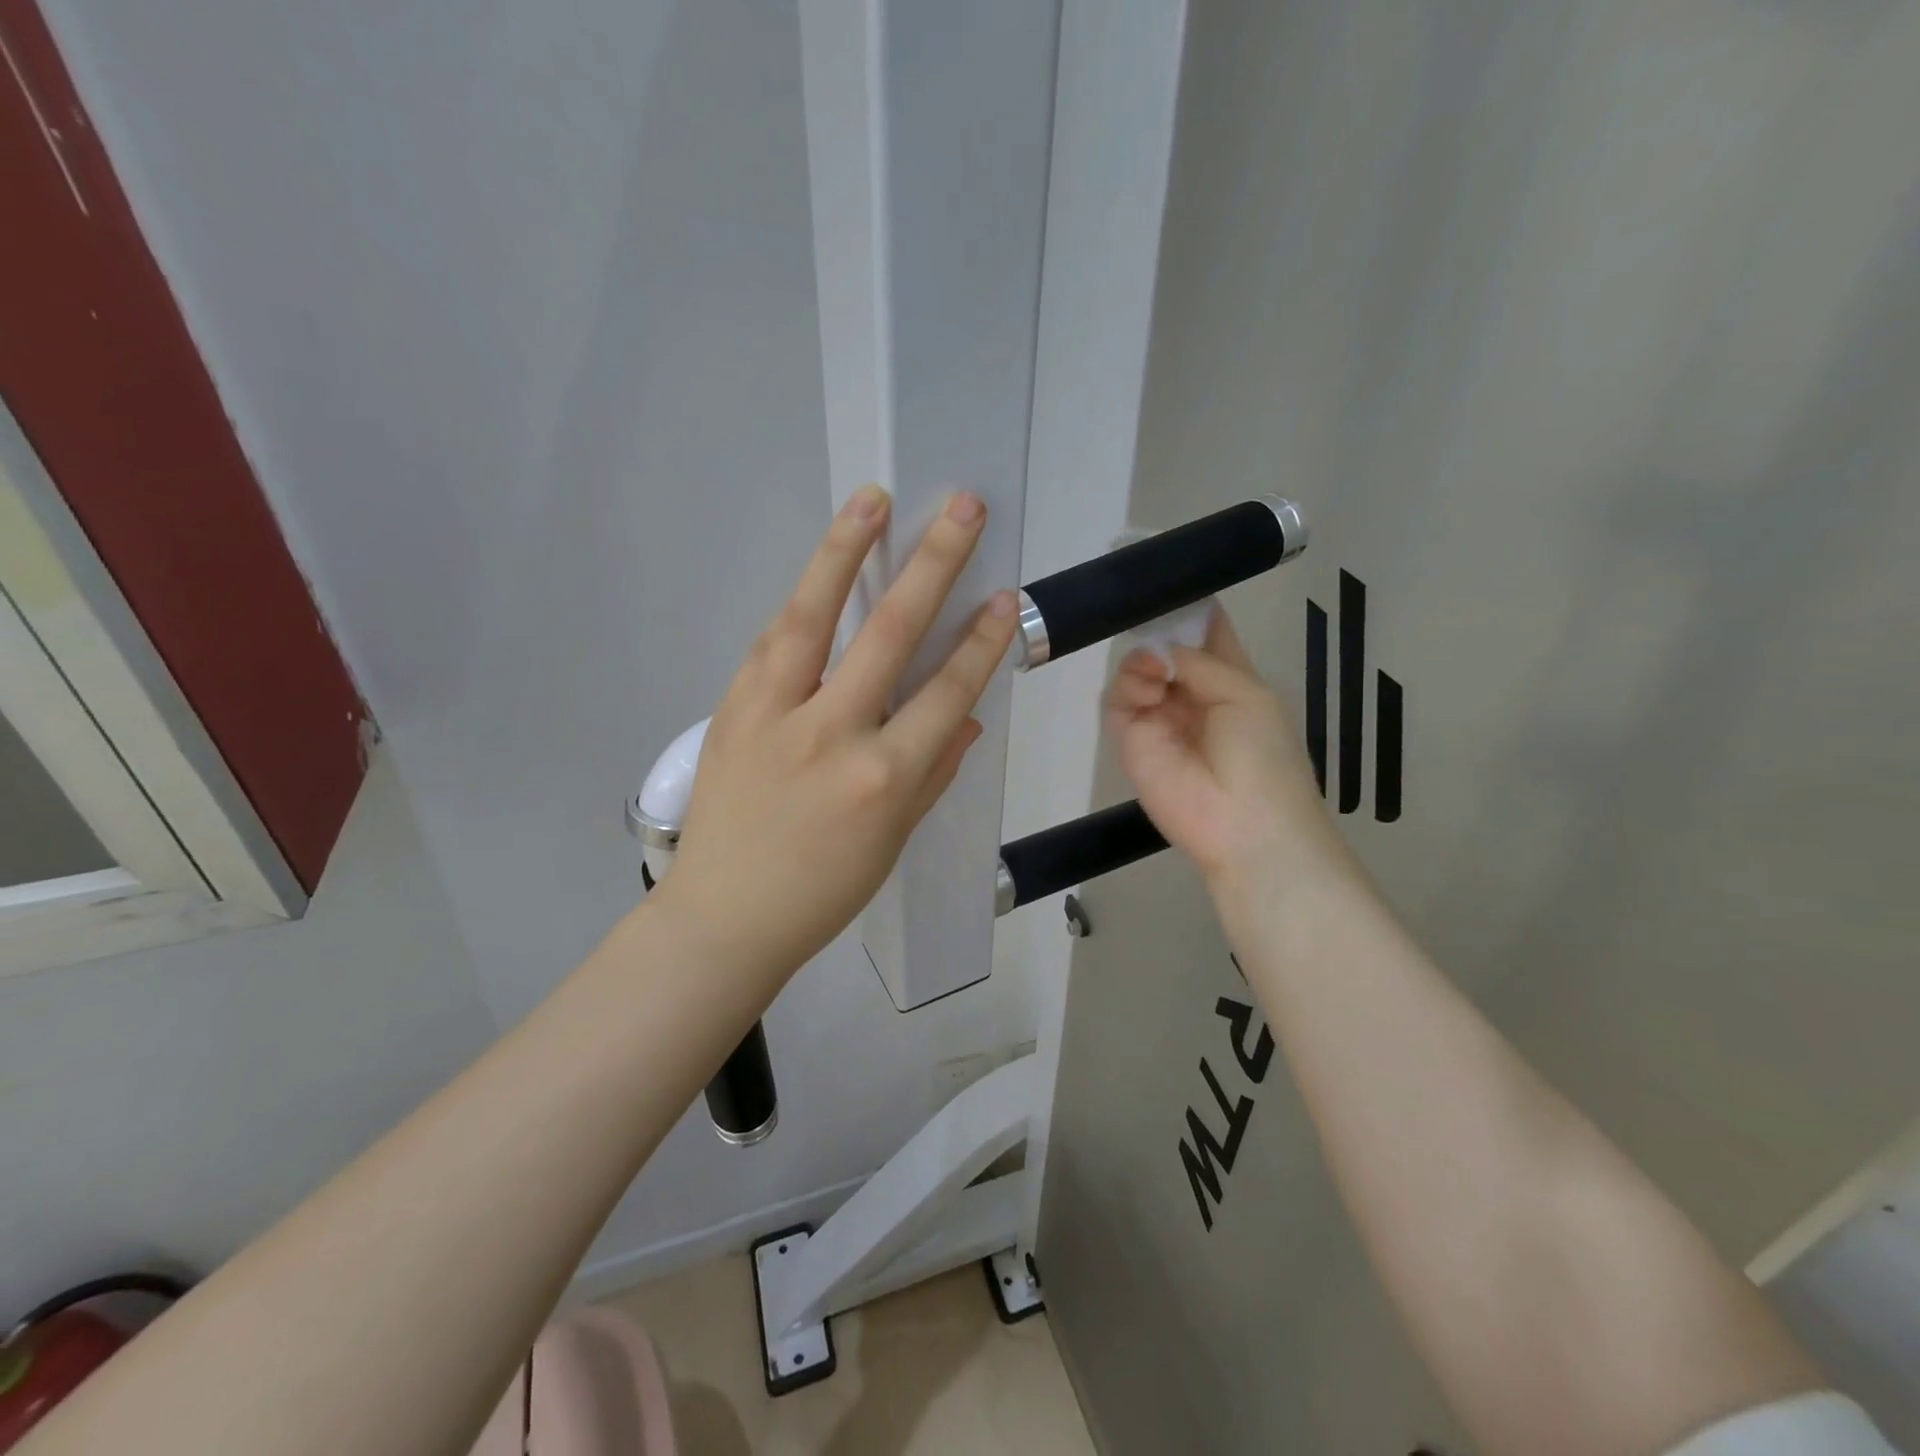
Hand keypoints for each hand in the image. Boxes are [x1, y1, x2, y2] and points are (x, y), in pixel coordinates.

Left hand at [657, 485, 1018, 984]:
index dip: (980, 641)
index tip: (1002, 596)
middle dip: (933, 565)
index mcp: (884, 779)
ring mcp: (774, 716)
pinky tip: (820, 569)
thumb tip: (964, 715)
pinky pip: (773, 643)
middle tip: (961, 509)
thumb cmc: (821, 892)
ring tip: (872, 500)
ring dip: (845, 552)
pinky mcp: (731, 709)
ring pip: (815, 617)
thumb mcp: (893, 840)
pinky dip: (801, 602)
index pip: (946, 692)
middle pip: (889, 634)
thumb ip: (933, 772)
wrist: (723, 917)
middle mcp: (833, 735)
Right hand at [1106, 609, 1355, 895]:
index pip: (1204, 634)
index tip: (1172, 583)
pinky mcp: (1131, 738)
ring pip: (1136, 669)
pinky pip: (1117, 699)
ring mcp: (1158, 715)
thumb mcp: (1245, 694)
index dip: (1190, 610)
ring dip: (1143, 661)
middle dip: (1158, 631)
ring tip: (1159, 675)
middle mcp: (1190, 693)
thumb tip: (1161, 648)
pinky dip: (1128, 687)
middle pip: (1163, 647)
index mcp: (1228, 679)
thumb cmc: (1263, 755)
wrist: (1243, 824)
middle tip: (1156, 629)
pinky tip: (1149, 693)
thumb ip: (1200, 662)